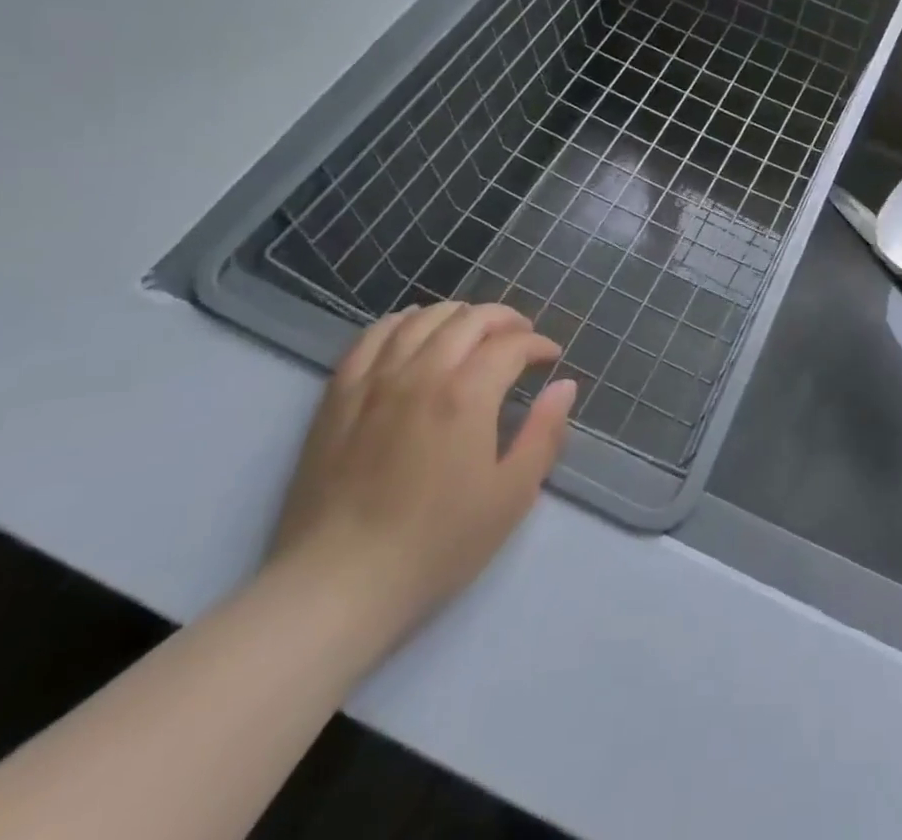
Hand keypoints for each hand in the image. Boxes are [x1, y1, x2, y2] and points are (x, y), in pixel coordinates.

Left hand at [267, 302, 575, 647]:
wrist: (336, 585)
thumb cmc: (436, 545)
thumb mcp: (511, 497)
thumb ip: (544, 434)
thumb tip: (565, 386)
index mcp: (467, 394)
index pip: (511, 344)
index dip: (537, 345)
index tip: (550, 358)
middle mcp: (421, 372)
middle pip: (469, 318)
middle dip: (504, 320)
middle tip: (520, 339)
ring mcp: (375, 380)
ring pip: (422, 318)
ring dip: (457, 315)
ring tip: (472, 332)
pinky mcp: (339, 395)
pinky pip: (373, 336)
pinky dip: (402, 323)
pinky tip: (413, 333)